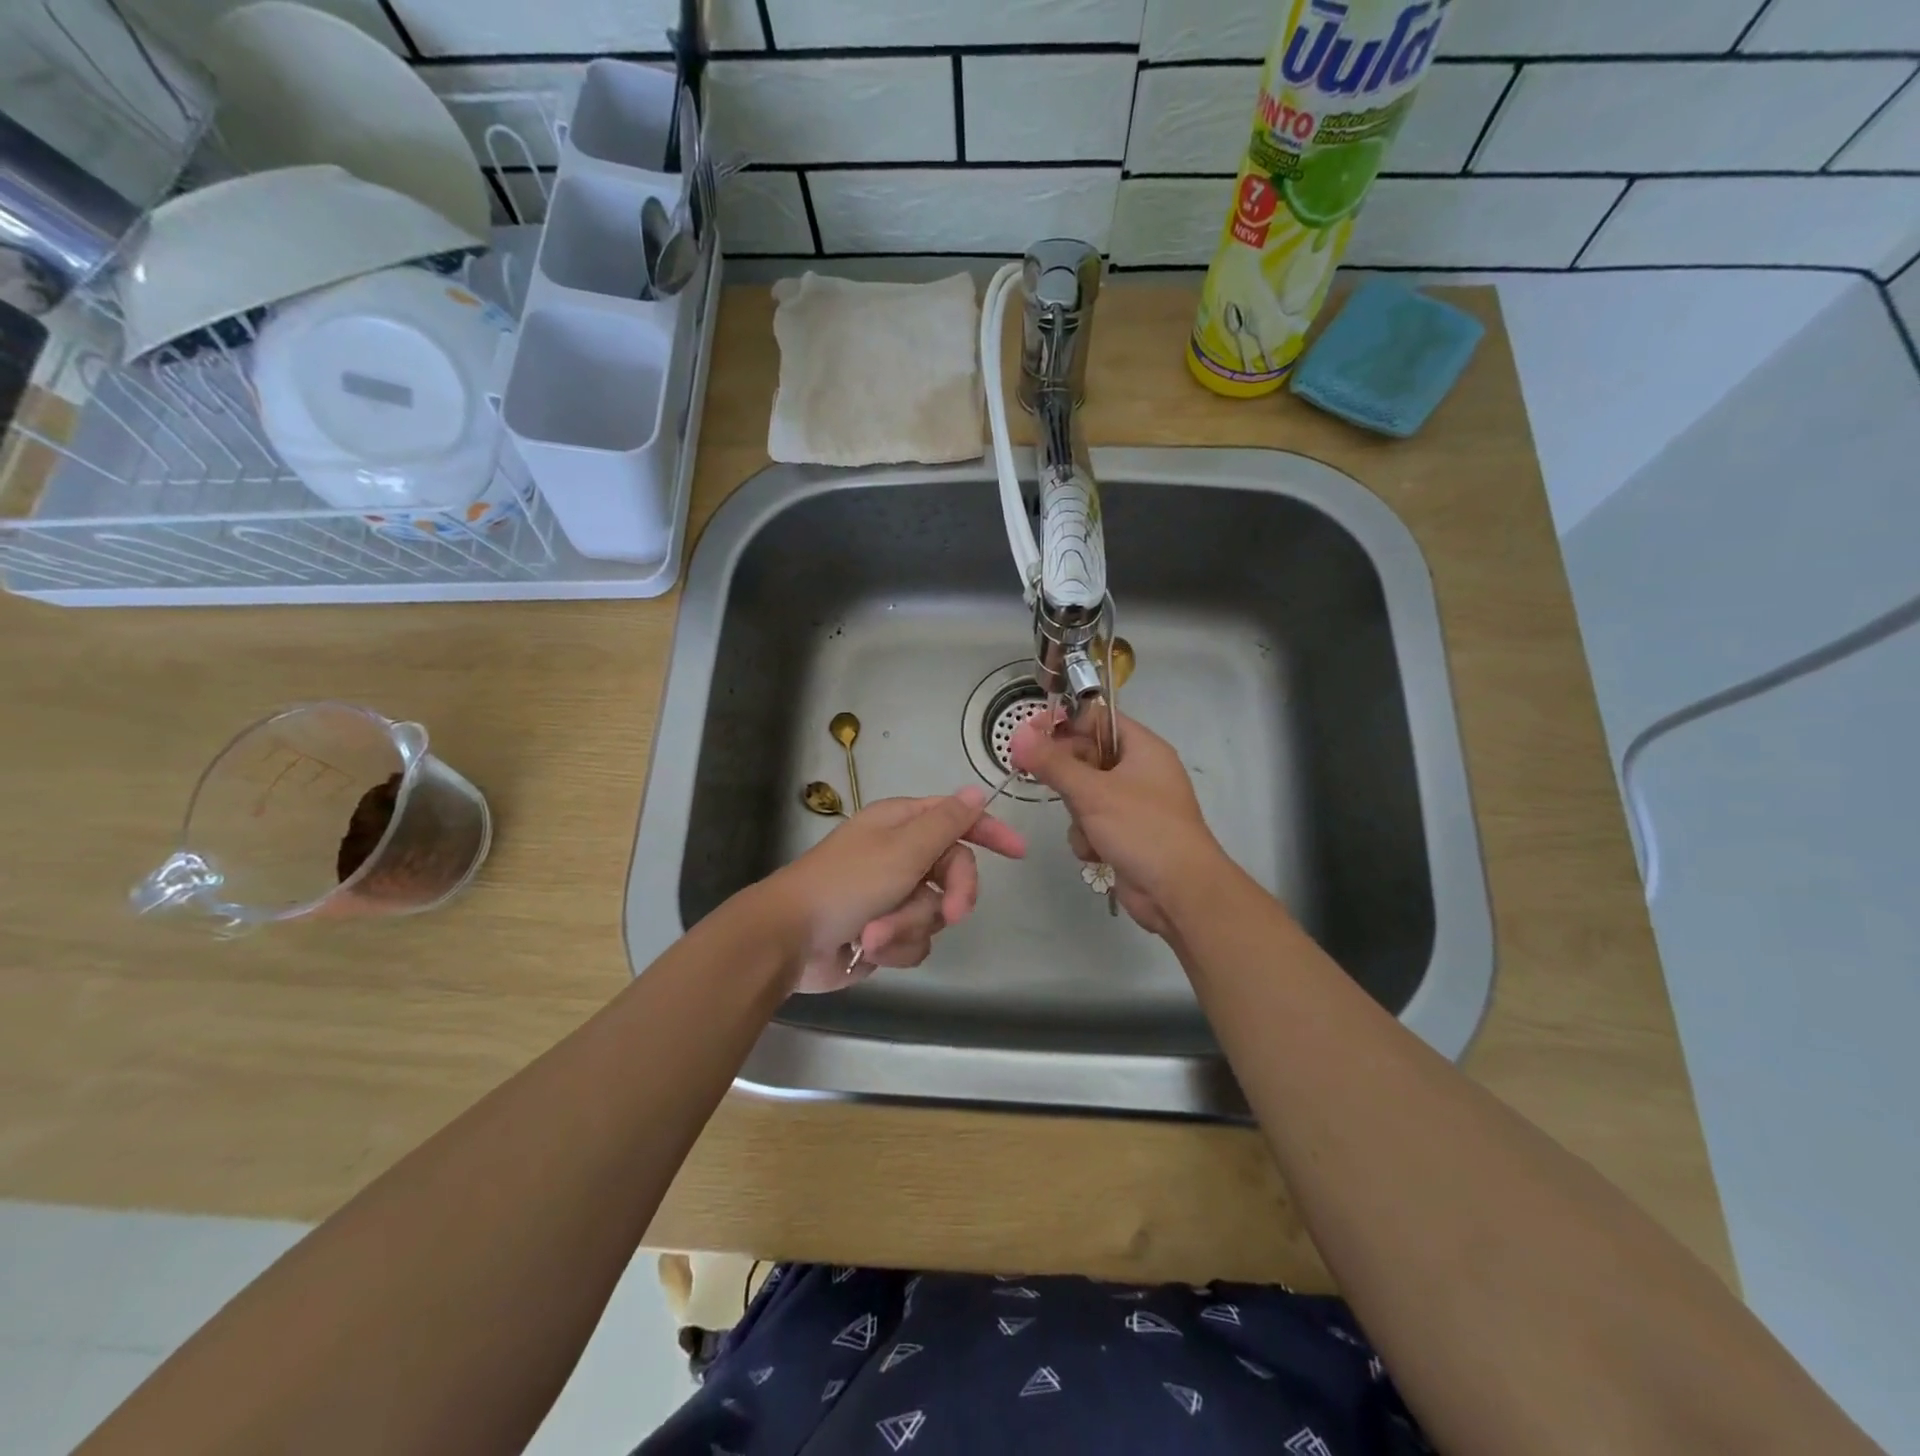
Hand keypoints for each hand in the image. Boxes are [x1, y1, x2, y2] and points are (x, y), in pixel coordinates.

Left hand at [763, 788, 1026, 992]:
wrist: (790, 940)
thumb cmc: (846, 884)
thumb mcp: (903, 849)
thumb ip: (946, 823)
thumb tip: (976, 791)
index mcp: (902, 824)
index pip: (957, 818)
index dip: (989, 831)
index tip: (1018, 853)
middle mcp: (900, 855)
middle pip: (953, 871)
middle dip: (951, 895)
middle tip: (951, 913)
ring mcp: (892, 895)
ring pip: (935, 912)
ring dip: (910, 925)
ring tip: (876, 931)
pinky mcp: (885, 931)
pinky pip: (916, 940)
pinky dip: (896, 946)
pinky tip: (869, 947)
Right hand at [1009, 710, 1226, 936]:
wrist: (1179, 893)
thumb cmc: (1142, 829)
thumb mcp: (1092, 792)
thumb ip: (1052, 763)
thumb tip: (1018, 734)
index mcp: (1142, 748)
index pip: (1097, 718)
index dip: (1064, 723)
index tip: (1030, 735)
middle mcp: (1139, 771)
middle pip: (1086, 756)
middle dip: (1065, 775)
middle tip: (1036, 777)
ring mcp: (1133, 805)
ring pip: (1084, 794)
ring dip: (1077, 814)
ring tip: (1086, 828)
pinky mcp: (1126, 834)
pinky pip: (1092, 823)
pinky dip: (1088, 837)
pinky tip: (1096, 853)